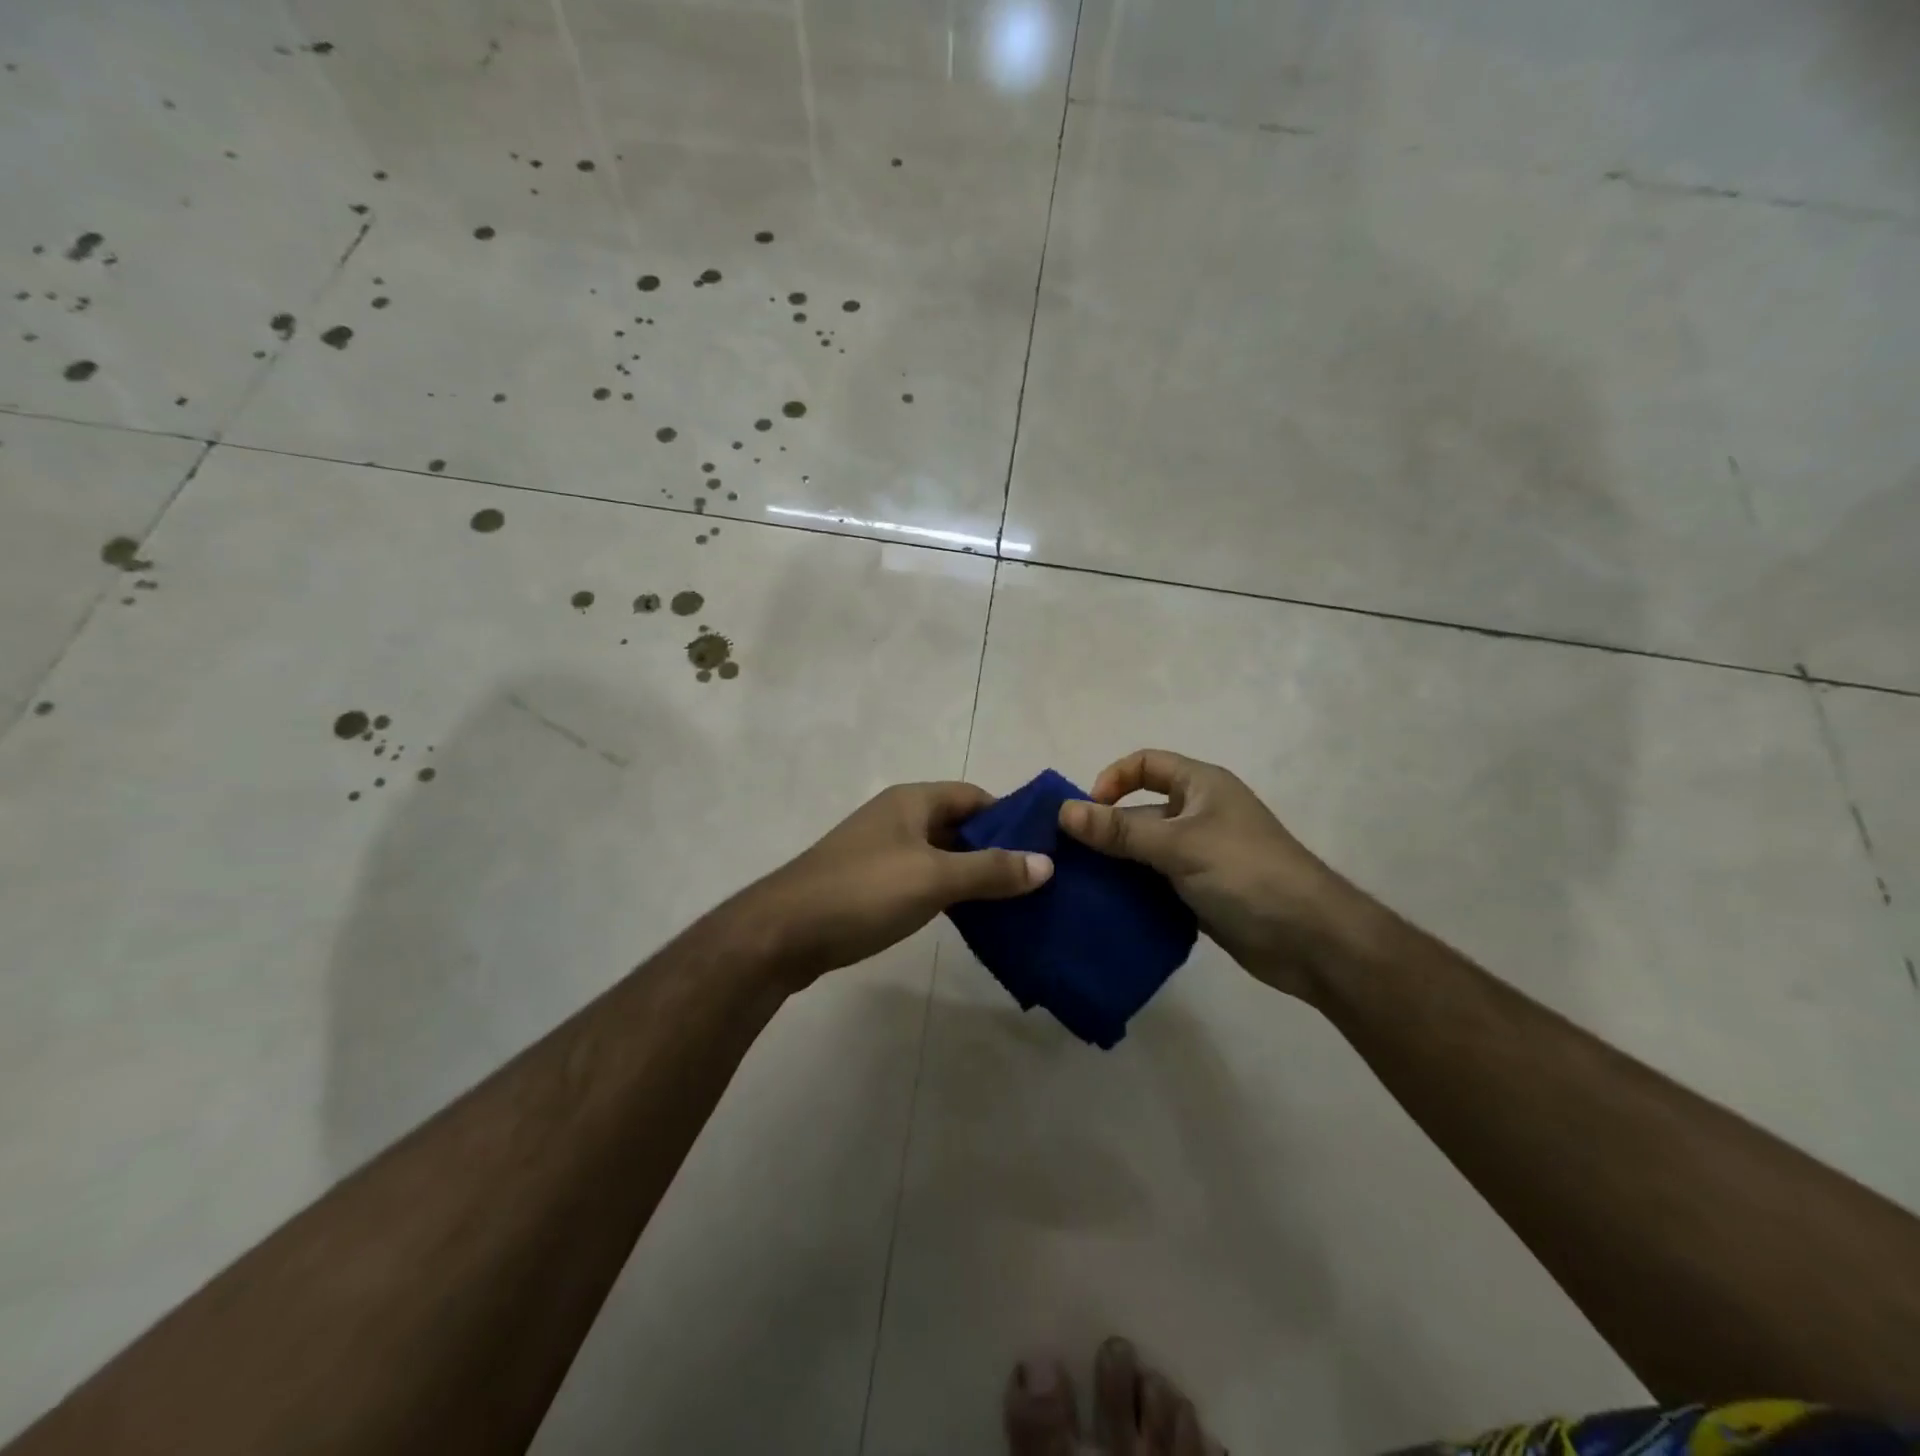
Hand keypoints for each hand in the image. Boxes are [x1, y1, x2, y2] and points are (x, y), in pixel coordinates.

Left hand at [747, 782, 1052, 985]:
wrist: (784, 933)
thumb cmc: (863, 891)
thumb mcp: (934, 878)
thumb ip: (990, 870)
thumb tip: (1046, 863)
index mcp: (912, 801)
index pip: (974, 796)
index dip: (1009, 817)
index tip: (1043, 846)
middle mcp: (898, 818)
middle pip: (959, 825)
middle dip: (995, 849)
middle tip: (1037, 880)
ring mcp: (882, 852)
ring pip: (942, 856)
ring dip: (973, 875)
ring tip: (1015, 903)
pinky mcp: (871, 884)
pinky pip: (923, 880)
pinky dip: (949, 894)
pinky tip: (973, 919)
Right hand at [1057, 749, 1375, 996]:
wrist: (1311, 940)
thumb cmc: (1246, 873)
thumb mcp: (1179, 845)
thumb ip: (1120, 830)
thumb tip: (1063, 812)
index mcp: (1201, 786)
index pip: (1145, 764)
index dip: (1112, 780)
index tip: (1087, 813)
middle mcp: (1198, 815)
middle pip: (1139, 811)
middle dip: (1105, 830)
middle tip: (1069, 857)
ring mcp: (1200, 856)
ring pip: (1144, 851)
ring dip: (1114, 865)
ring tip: (1077, 885)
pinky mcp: (1199, 893)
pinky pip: (1155, 883)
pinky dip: (1132, 891)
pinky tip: (1106, 908)